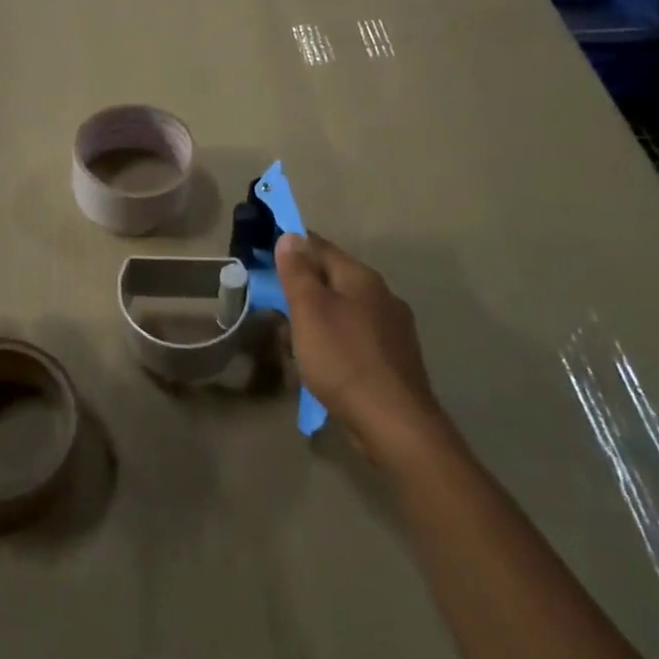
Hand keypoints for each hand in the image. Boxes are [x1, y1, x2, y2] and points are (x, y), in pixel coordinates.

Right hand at [275, 232, 450, 468]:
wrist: (394, 423)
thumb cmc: (343, 358)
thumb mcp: (309, 310)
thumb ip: (298, 272)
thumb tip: (291, 236)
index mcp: (362, 278)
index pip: (321, 247)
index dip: (291, 246)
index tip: (264, 254)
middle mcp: (382, 295)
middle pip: (333, 278)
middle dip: (302, 285)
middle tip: (272, 299)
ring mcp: (392, 328)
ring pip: (344, 309)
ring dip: (316, 314)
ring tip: (290, 334)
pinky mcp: (393, 359)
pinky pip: (354, 336)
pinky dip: (333, 338)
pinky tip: (320, 358)